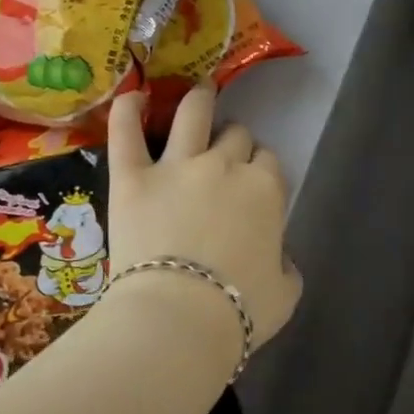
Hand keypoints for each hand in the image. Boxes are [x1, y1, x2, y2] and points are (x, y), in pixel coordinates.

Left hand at [105, 85, 301, 349]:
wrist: (179, 320)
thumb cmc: (238, 311)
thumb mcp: (285, 294)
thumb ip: (286, 266)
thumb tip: (280, 259)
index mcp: (265, 190)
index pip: (268, 161)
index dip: (260, 167)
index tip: (253, 182)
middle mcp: (225, 166)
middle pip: (236, 135)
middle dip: (233, 142)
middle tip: (223, 158)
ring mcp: (177, 166)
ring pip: (193, 114)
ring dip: (199, 100)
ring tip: (199, 92)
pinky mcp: (133, 177)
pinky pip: (127, 133)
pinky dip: (128, 111)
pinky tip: (133, 97)